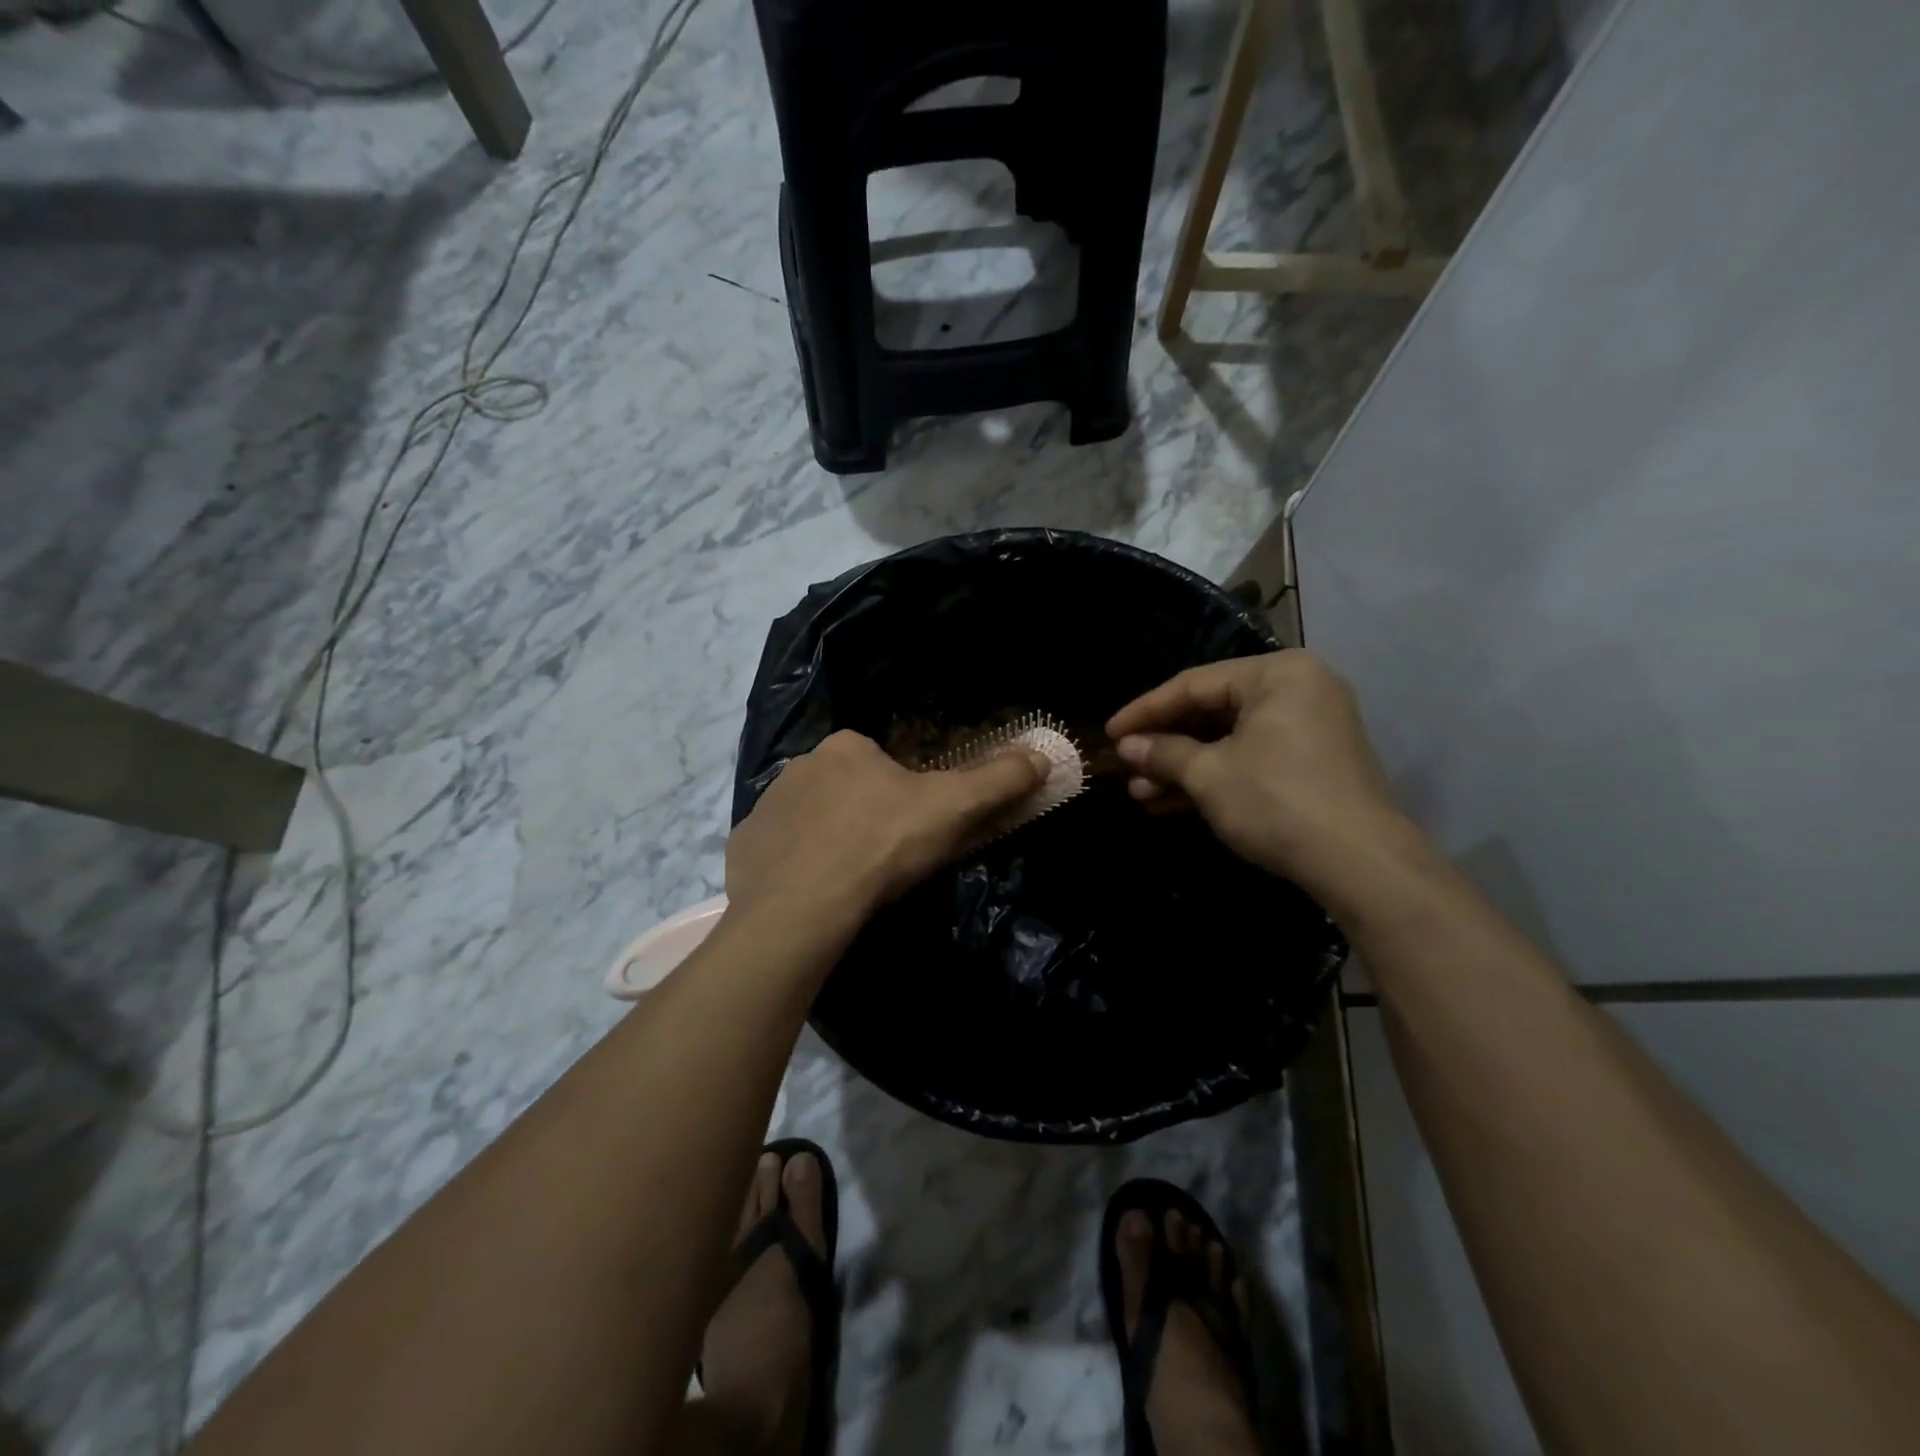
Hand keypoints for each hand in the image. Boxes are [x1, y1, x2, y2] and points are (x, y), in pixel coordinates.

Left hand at [726, 729, 1048, 937]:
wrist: (803, 906)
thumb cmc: (882, 845)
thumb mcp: (953, 809)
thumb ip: (998, 780)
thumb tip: (1042, 756)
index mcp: (845, 748)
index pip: (881, 761)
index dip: (903, 794)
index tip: (914, 830)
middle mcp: (799, 766)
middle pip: (844, 788)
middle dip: (863, 815)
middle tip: (884, 859)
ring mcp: (765, 807)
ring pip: (808, 819)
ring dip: (826, 840)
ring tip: (848, 882)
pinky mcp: (743, 847)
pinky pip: (775, 851)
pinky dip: (791, 866)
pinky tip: (811, 895)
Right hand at [1106, 651, 1423, 917]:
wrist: (1361, 865)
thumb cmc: (1278, 802)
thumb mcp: (1209, 775)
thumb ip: (1164, 753)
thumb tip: (1126, 747)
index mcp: (1277, 674)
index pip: (1194, 684)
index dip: (1145, 711)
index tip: (1109, 733)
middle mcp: (1297, 691)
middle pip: (1211, 711)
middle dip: (1164, 745)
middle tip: (1125, 767)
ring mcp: (1308, 728)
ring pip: (1228, 740)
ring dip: (1182, 767)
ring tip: (1139, 792)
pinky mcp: (1310, 764)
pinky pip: (1250, 759)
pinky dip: (1213, 777)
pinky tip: (1169, 802)